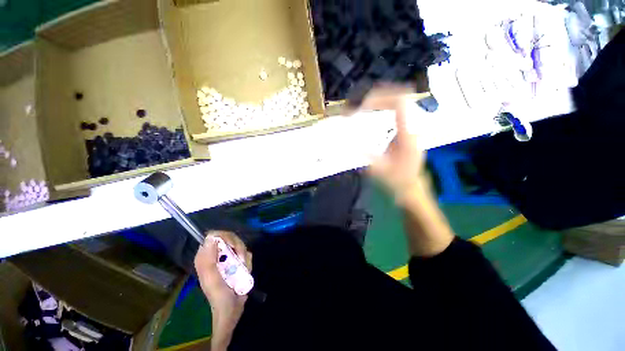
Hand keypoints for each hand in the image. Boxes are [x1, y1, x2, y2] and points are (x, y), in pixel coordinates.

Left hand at [194, 231, 251, 350]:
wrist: (232, 309)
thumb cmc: (219, 296)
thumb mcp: (211, 280)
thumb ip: (208, 259)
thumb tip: (210, 236)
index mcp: (205, 257)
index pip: (214, 236)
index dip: (225, 237)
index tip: (233, 247)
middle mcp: (215, 255)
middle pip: (229, 238)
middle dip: (238, 247)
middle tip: (241, 260)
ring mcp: (227, 258)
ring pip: (239, 245)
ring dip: (244, 256)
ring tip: (243, 269)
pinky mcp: (236, 261)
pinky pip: (246, 253)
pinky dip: (248, 261)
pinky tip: (245, 271)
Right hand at [351, 85, 453, 256]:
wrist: (412, 189)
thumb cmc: (399, 182)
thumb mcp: (381, 171)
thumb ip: (366, 157)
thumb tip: (349, 145)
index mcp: (407, 136)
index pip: (400, 105)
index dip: (381, 99)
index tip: (363, 106)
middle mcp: (410, 128)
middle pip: (399, 99)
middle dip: (379, 97)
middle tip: (360, 104)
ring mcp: (409, 130)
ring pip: (398, 105)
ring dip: (381, 101)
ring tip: (363, 106)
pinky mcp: (405, 133)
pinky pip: (395, 113)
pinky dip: (382, 110)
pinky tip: (371, 115)